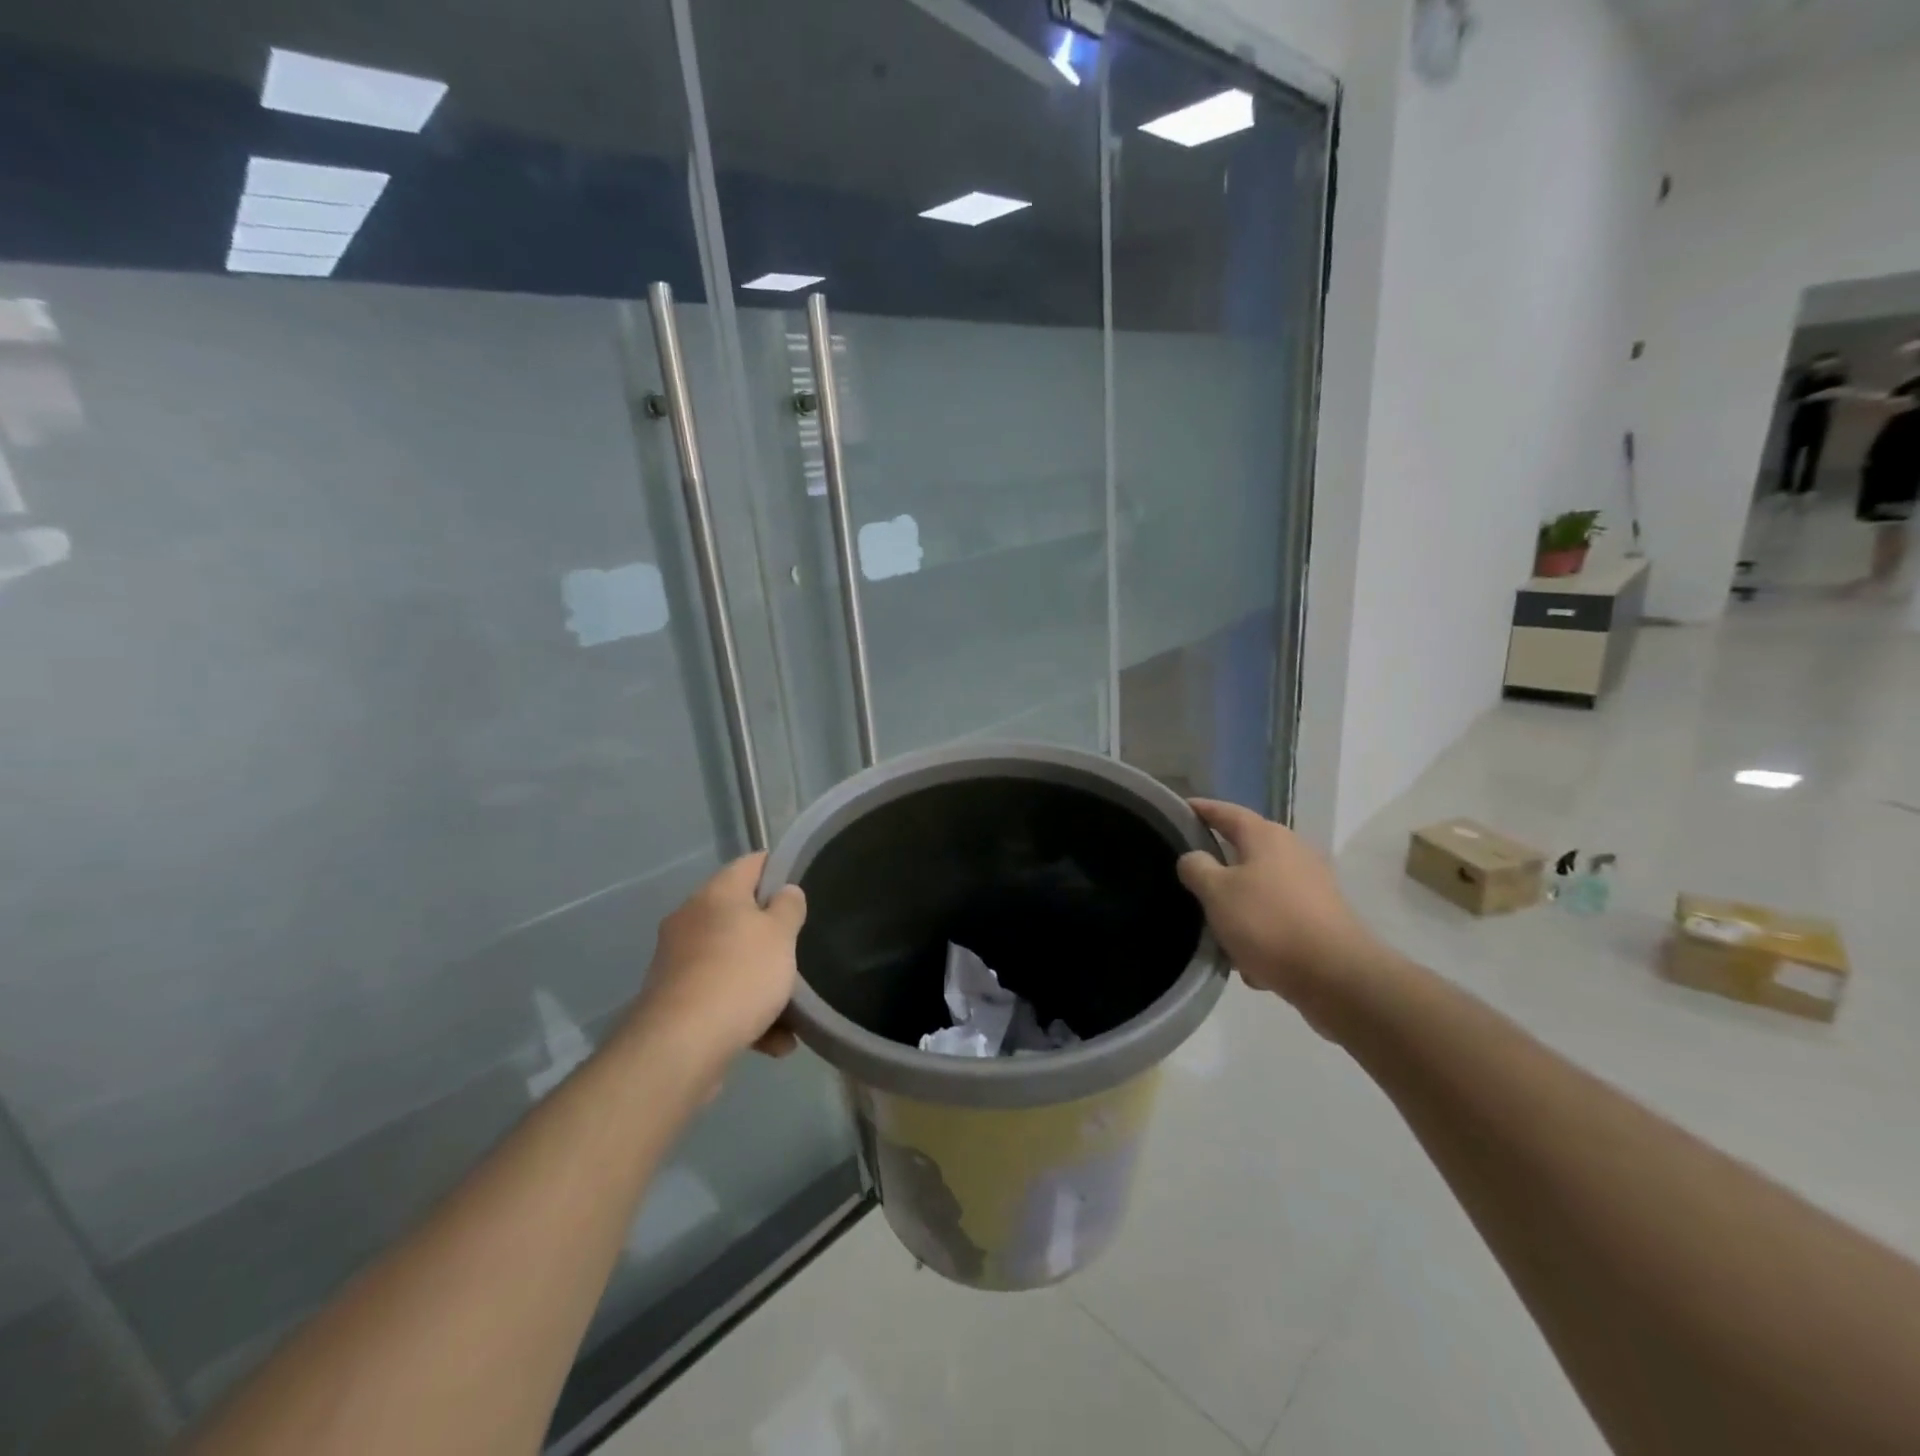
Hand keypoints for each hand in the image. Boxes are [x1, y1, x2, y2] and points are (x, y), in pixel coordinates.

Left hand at [629, 853, 805, 1067]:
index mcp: (716, 894)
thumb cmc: (740, 975)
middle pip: (739, 915)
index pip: (751, 864)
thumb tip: (785, 892)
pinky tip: (774, 1042)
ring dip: (761, 982)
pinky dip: (745, 1013)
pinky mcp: (674, 1002)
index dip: (778, 868)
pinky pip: (719, 997)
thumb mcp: (780, 935)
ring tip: (792, 1010)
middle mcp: (691, 920)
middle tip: (799, 947)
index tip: (802, 882)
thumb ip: (789, 908)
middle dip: (770, 935)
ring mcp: (678, 962)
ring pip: (731, 961)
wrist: (681, 1046)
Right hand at [1176, 799, 1386, 1035]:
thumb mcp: (1216, 892)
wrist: (1336, 977)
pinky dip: (1261, 934)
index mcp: (1266, 837)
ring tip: (1217, 932)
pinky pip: (1278, 920)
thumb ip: (1196, 868)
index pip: (1226, 812)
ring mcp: (1311, 886)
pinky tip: (1250, 962)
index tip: (1178, 808)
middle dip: (1218, 866)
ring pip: (1260, 890)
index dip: (1201, 809)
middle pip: (1245, 851)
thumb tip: (1194, 858)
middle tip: (1189, 876)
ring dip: (1239, 908)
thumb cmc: (1268, 923)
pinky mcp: (1321, 919)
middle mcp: (1293, 852)